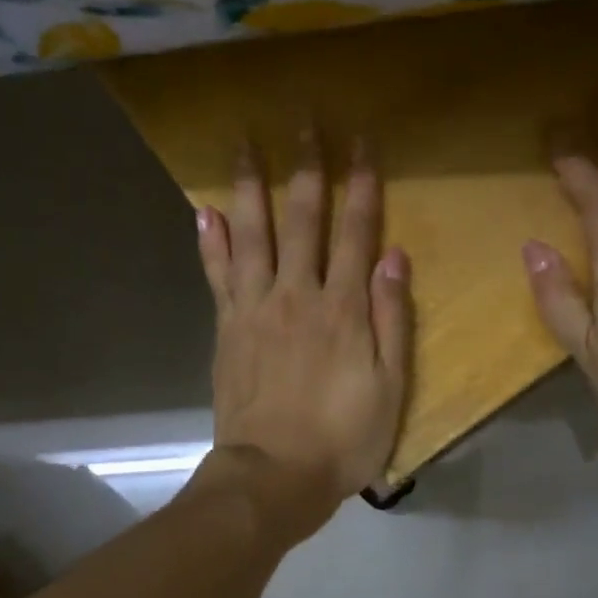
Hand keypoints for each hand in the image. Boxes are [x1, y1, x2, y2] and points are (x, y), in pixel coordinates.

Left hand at [195, 134, 411, 539]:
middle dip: (306, 166)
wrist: (273, 477)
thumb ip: (392, 318)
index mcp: (343, 308)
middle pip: (302, 219)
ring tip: (244, 143)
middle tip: (303, 120)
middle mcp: (297, 294)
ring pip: (252, 234)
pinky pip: (217, 275)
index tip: (362, 141)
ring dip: (250, 185)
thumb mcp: (390, 387)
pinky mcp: (227, 328)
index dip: (361, 184)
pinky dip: (210, 241)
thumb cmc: (343, 438)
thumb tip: (393, 256)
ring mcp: (255, 308)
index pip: (356, 231)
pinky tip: (204, 210)